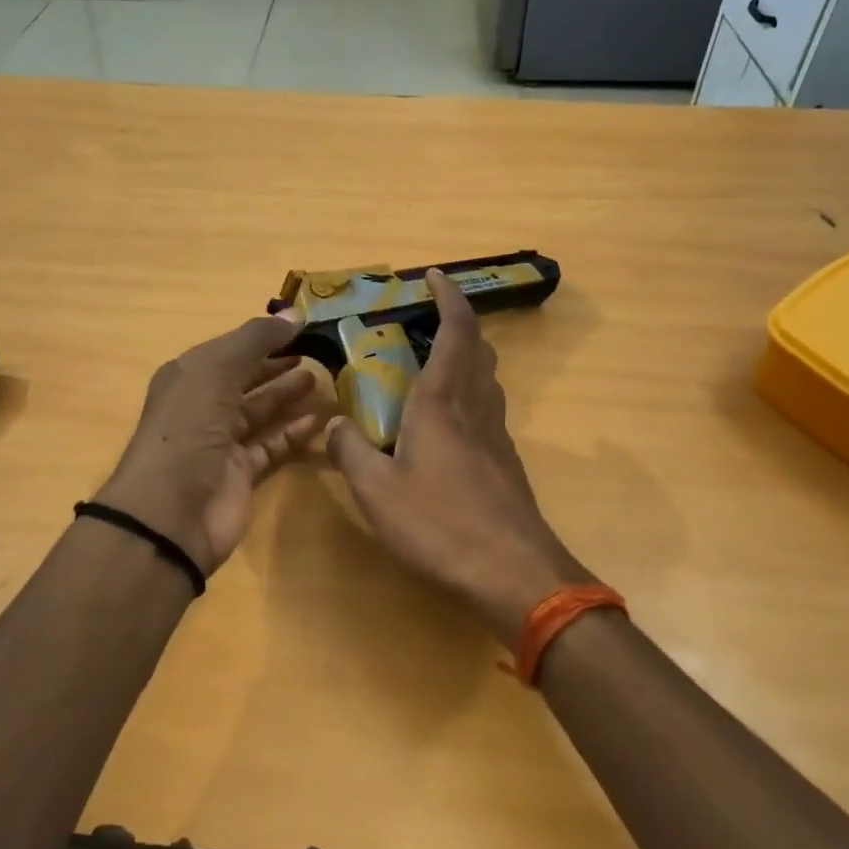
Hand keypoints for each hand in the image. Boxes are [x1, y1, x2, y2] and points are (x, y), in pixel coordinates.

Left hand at [97, 315, 322, 573]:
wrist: (171, 512)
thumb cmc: (189, 427)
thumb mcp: (216, 369)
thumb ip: (256, 339)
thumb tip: (294, 314)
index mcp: (189, 376)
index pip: (231, 349)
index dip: (264, 337)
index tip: (304, 327)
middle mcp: (203, 406)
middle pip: (246, 379)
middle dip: (278, 365)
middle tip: (318, 353)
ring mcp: (221, 442)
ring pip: (260, 411)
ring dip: (288, 395)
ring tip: (323, 380)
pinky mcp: (241, 474)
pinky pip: (272, 445)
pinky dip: (294, 433)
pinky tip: (319, 420)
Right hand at [327, 270, 587, 644]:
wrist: (513, 573)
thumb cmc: (440, 525)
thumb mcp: (377, 492)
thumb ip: (350, 452)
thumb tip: (334, 425)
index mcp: (442, 402)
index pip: (454, 332)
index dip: (448, 298)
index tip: (435, 276)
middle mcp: (475, 407)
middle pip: (478, 349)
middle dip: (457, 323)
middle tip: (426, 320)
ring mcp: (497, 435)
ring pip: (487, 378)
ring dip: (466, 357)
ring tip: (432, 363)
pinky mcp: (505, 462)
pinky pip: (487, 408)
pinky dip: (469, 393)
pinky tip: (446, 422)